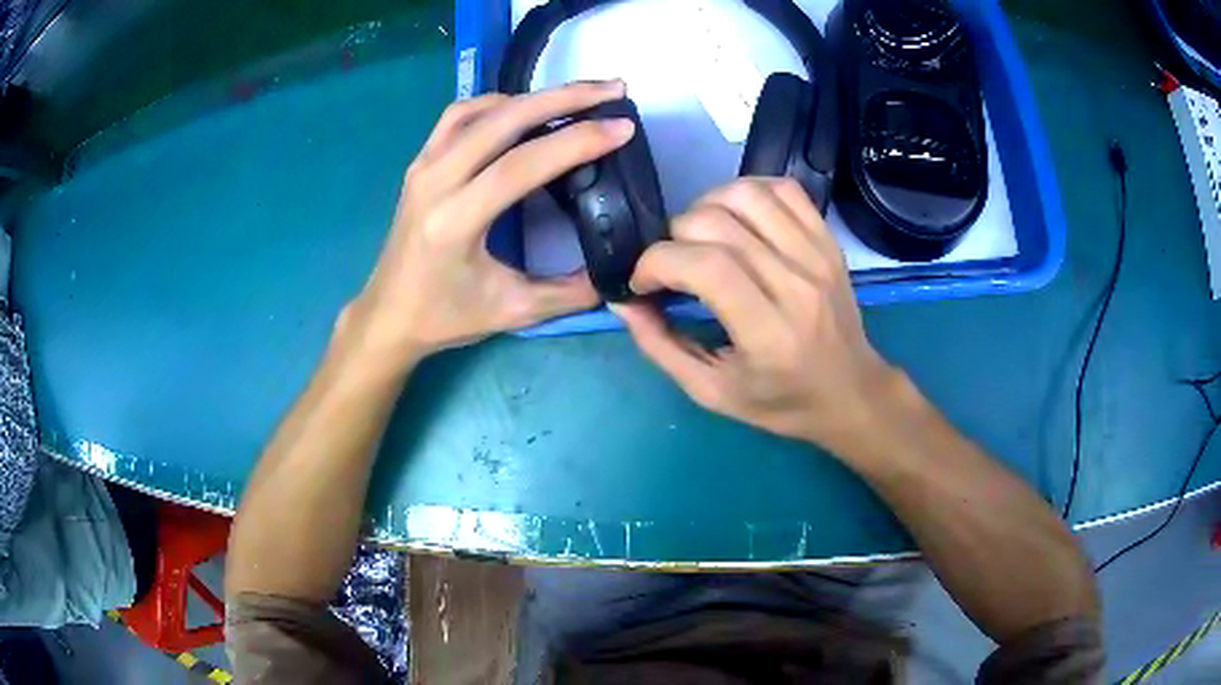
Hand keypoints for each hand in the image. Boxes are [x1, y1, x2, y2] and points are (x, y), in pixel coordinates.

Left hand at [343, 81, 635, 363]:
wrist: (388, 314)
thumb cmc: (444, 317)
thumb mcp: (513, 312)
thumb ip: (570, 293)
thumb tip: (617, 272)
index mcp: (455, 221)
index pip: (521, 164)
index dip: (576, 141)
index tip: (622, 126)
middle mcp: (435, 182)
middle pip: (504, 120)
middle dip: (565, 98)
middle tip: (612, 89)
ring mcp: (423, 166)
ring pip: (481, 109)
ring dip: (533, 96)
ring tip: (576, 97)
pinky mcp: (420, 163)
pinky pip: (459, 116)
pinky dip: (497, 104)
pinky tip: (524, 110)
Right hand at [613, 178, 903, 454]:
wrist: (851, 392)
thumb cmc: (781, 402)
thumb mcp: (712, 393)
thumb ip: (661, 347)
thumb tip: (623, 301)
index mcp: (769, 333)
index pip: (705, 267)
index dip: (657, 262)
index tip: (643, 281)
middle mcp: (796, 285)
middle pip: (718, 223)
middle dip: (674, 236)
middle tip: (671, 264)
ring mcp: (817, 256)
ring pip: (747, 195)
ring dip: (706, 205)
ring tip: (699, 236)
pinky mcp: (827, 240)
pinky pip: (783, 189)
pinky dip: (747, 191)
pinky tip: (735, 217)